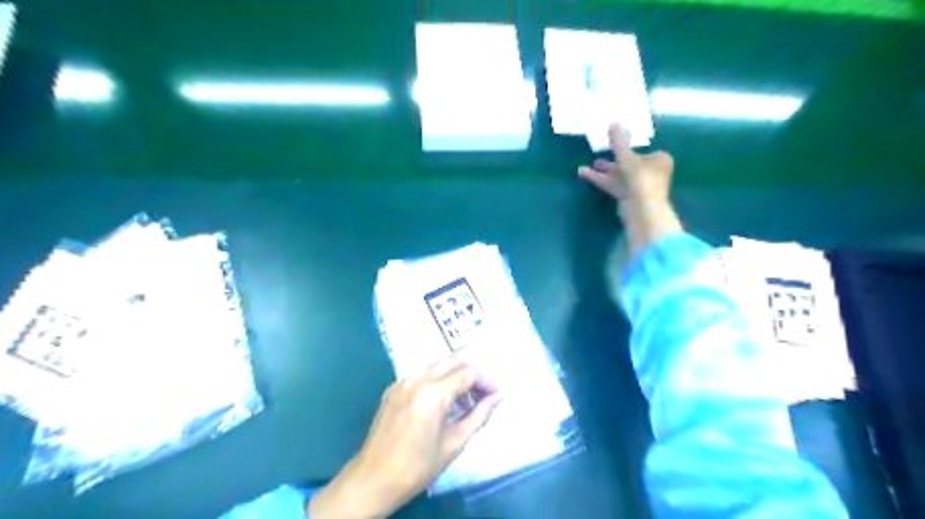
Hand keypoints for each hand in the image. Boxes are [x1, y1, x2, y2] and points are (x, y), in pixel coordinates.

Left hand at [309, 359, 497, 515]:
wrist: (373, 479)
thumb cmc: (417, 467)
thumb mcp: (454, 444)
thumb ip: (478, 416)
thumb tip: (496, 398)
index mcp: (433, 393)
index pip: (468, 373)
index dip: (486, 381)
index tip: (495, 395)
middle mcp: (417, 379)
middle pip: (453, 361)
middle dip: (472, 373)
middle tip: (482, 394)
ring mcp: (402, 381)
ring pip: (437, 364)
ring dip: (454, 373)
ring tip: (464, 397)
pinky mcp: (393, 388)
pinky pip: (421, 373)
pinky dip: (437, 378)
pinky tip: (441, 399)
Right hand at [576, 125, 672, 205]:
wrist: (642, 211)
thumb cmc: (640, 180)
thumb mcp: (627, 158)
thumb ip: (619, 142)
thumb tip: (613, 122)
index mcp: (659, 160)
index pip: (642, 151)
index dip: (628, 149)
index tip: (614, 146)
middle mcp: (652, 172)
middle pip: (629, 163)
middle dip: (612, 161)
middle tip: (597, 155)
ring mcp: (640, 186)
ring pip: (620, 175)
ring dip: (603, 171)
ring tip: (586, 167)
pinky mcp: (629, 198)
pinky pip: (614, 185)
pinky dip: (601, 180)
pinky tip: (584, 174)